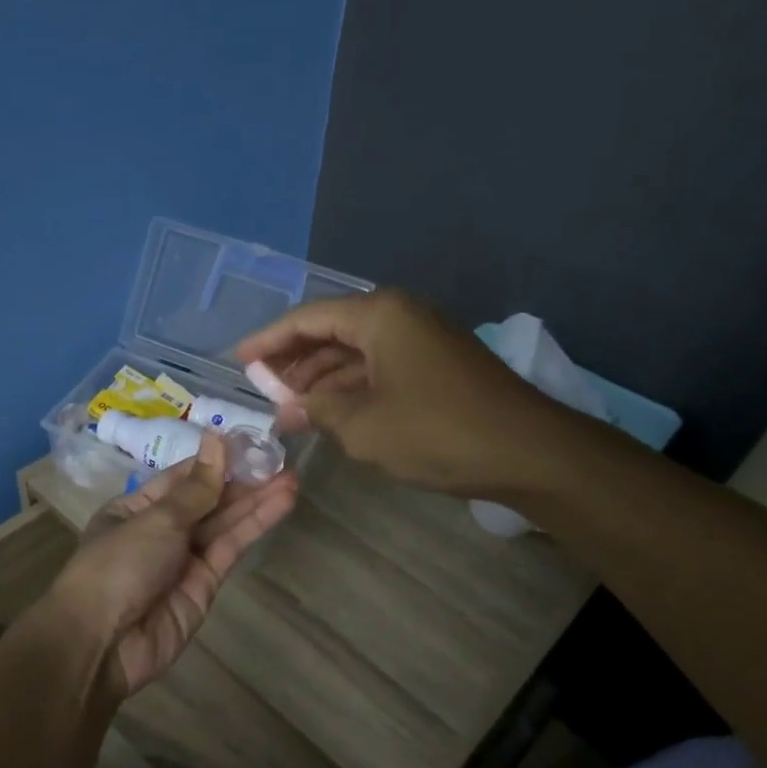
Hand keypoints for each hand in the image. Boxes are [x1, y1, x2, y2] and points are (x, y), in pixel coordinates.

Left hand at [50, 432, 297, 696]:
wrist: (102, 644)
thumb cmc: (118, 566)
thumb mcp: (156, 519)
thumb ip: (196, 488)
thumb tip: (216, 439)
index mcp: (136, 508)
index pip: (182, 478)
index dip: (216, 460)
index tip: (250, 443)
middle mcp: (161, 531)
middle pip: (207, 500)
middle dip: (242, 481)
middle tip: (282, 459)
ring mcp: (184, 559)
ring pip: (224, 523)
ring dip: (256, 501)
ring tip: (292, 477)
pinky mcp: (205, 585)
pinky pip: (231, 548)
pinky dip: (255, 526)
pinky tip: (280, 504)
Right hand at [237, 290, 544, 496]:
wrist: (528, 452)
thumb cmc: (436, 432)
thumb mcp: (362, 425)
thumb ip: (316, 408)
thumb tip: (289, 407)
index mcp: (379, 315)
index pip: (307, 319)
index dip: (268, 341)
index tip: (238, 361)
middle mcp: (400, 315)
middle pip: (331, 331)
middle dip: (295, 362)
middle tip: (263, 390)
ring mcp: (423, 339)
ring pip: (356, 352)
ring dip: (322, 379)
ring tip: (290, 409)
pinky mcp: (437, 365)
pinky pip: (380, 367)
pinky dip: (353, 388)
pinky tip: (332, 413)